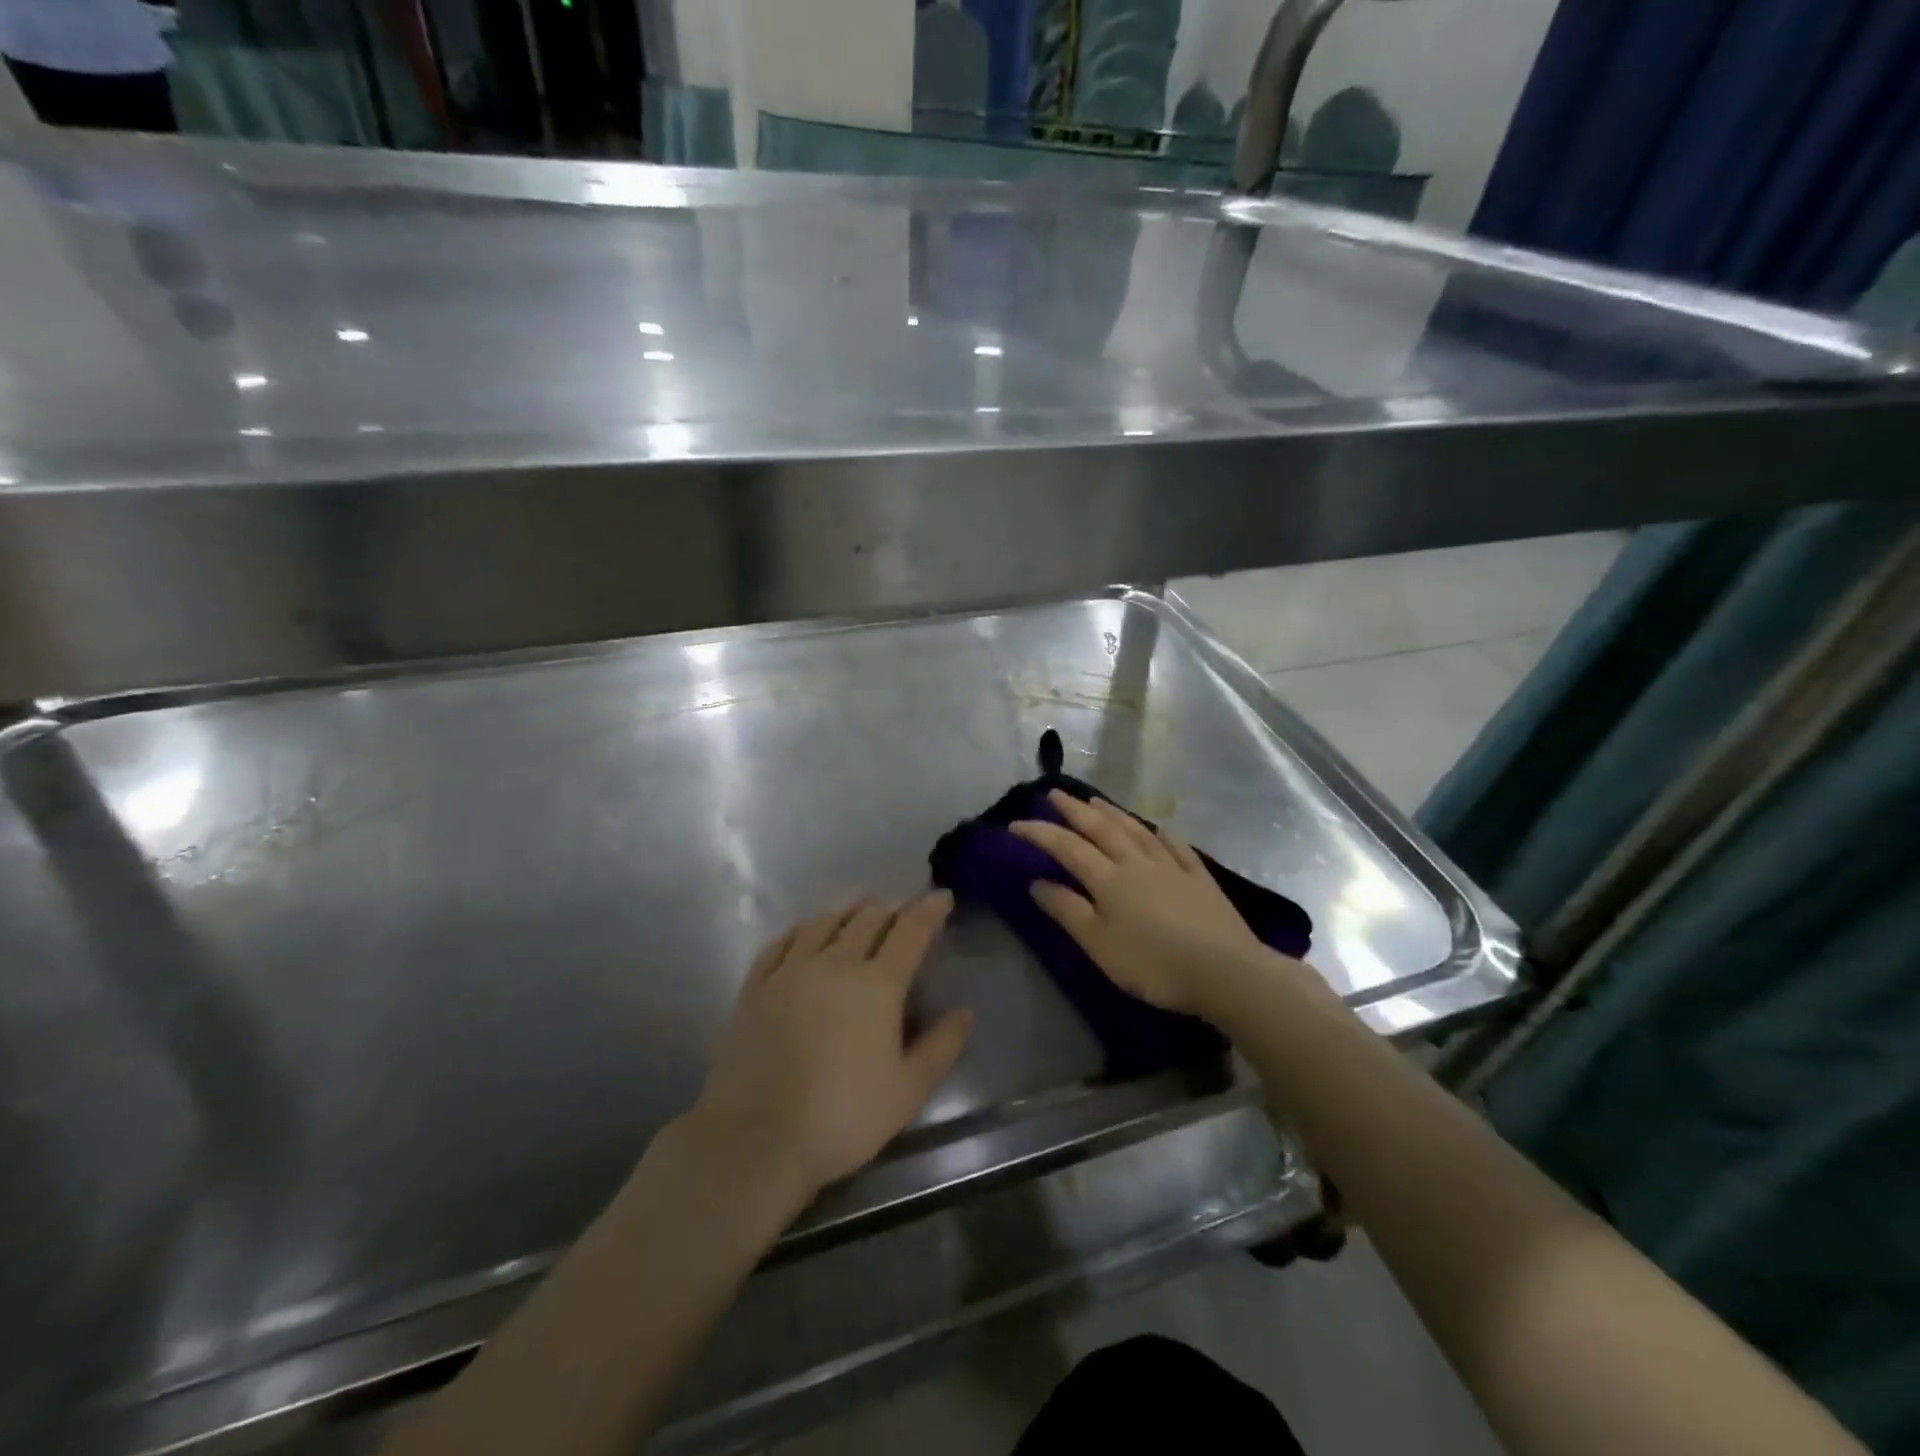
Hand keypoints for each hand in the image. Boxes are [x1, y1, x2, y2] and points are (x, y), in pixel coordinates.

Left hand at [687, 893, 972, 1208]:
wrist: (756, 1139)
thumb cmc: (843, 1118)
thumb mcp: (907, 1091)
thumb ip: (941, 1047)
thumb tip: (965, 1013)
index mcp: (877, 985)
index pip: (910, 932)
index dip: (929, 910)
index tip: (941, 896)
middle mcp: (835, 964)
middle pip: (867, 919)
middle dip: (890, 908)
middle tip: (902, 909)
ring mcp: (790, 971)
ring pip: (824, 923)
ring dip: (848, 910)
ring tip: (860, 908)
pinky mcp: (756, 986)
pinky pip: (781, 943)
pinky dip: (801, 930)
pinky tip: (804, 932)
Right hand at [1011, 791, 1297, 1019]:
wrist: (1224, 970)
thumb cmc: (1153, 963)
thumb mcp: (1099, 944)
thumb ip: (1067, 911)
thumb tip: (1037, 882)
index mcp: (1108, 879)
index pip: (1066, 847)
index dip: (1039, 832)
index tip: (1015, 823)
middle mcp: (1136, 862)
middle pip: (1100, 828)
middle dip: (1073, 810)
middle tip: (1054, 793)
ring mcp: (1171, 866)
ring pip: (1136, 830)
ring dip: (1112, 813)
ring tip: (1095, 800)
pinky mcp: (1199, 877)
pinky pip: (1176, 846)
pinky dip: (1162, 834)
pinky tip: (1159, 828)